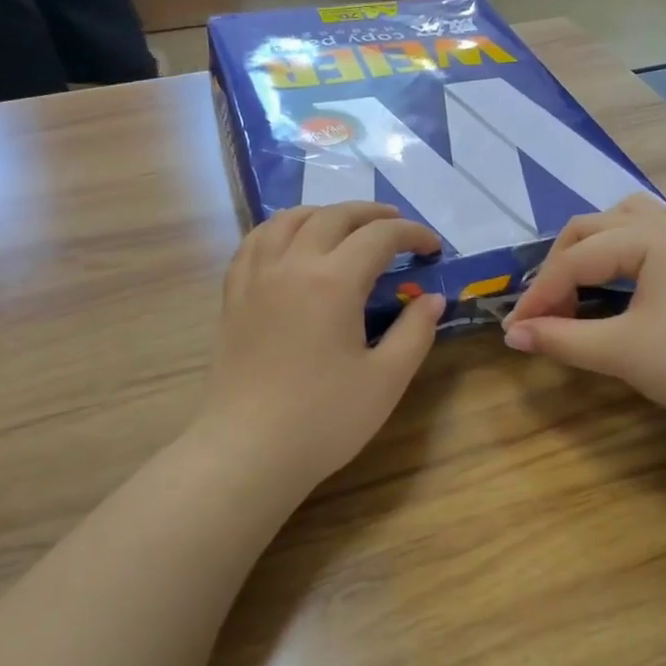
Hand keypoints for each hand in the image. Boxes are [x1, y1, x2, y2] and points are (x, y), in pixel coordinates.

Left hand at [198, 203, 445, 491]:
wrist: (247, 451)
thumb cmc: (323, 420)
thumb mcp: (386, 380)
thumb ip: (414, 333)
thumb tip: (432, 299)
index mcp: (333, 282)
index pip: (379, 237)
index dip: (412, 234)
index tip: (432, 248)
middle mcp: (291, 265)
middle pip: (333, 217)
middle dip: (371, 214)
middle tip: (396, 227)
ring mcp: (255, 278)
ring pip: (287, 220)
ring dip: (323, 213)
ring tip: (343, 225)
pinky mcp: (233, 296)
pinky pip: (254, 242)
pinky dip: (279, 229)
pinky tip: (289, 244)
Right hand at [503, 195, 665, 436]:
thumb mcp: (620, 351)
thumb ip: (560, 339)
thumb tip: (512, 335)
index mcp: (648, 238)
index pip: (575, 259)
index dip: (539, 294)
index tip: (515, 329)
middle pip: (592, 228)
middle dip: (559, 267)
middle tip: (544, 310)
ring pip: (622, 223)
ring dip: (589, 250)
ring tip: (574, 286)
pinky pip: (645, 238)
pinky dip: (616, 254)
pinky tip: (615, 286)